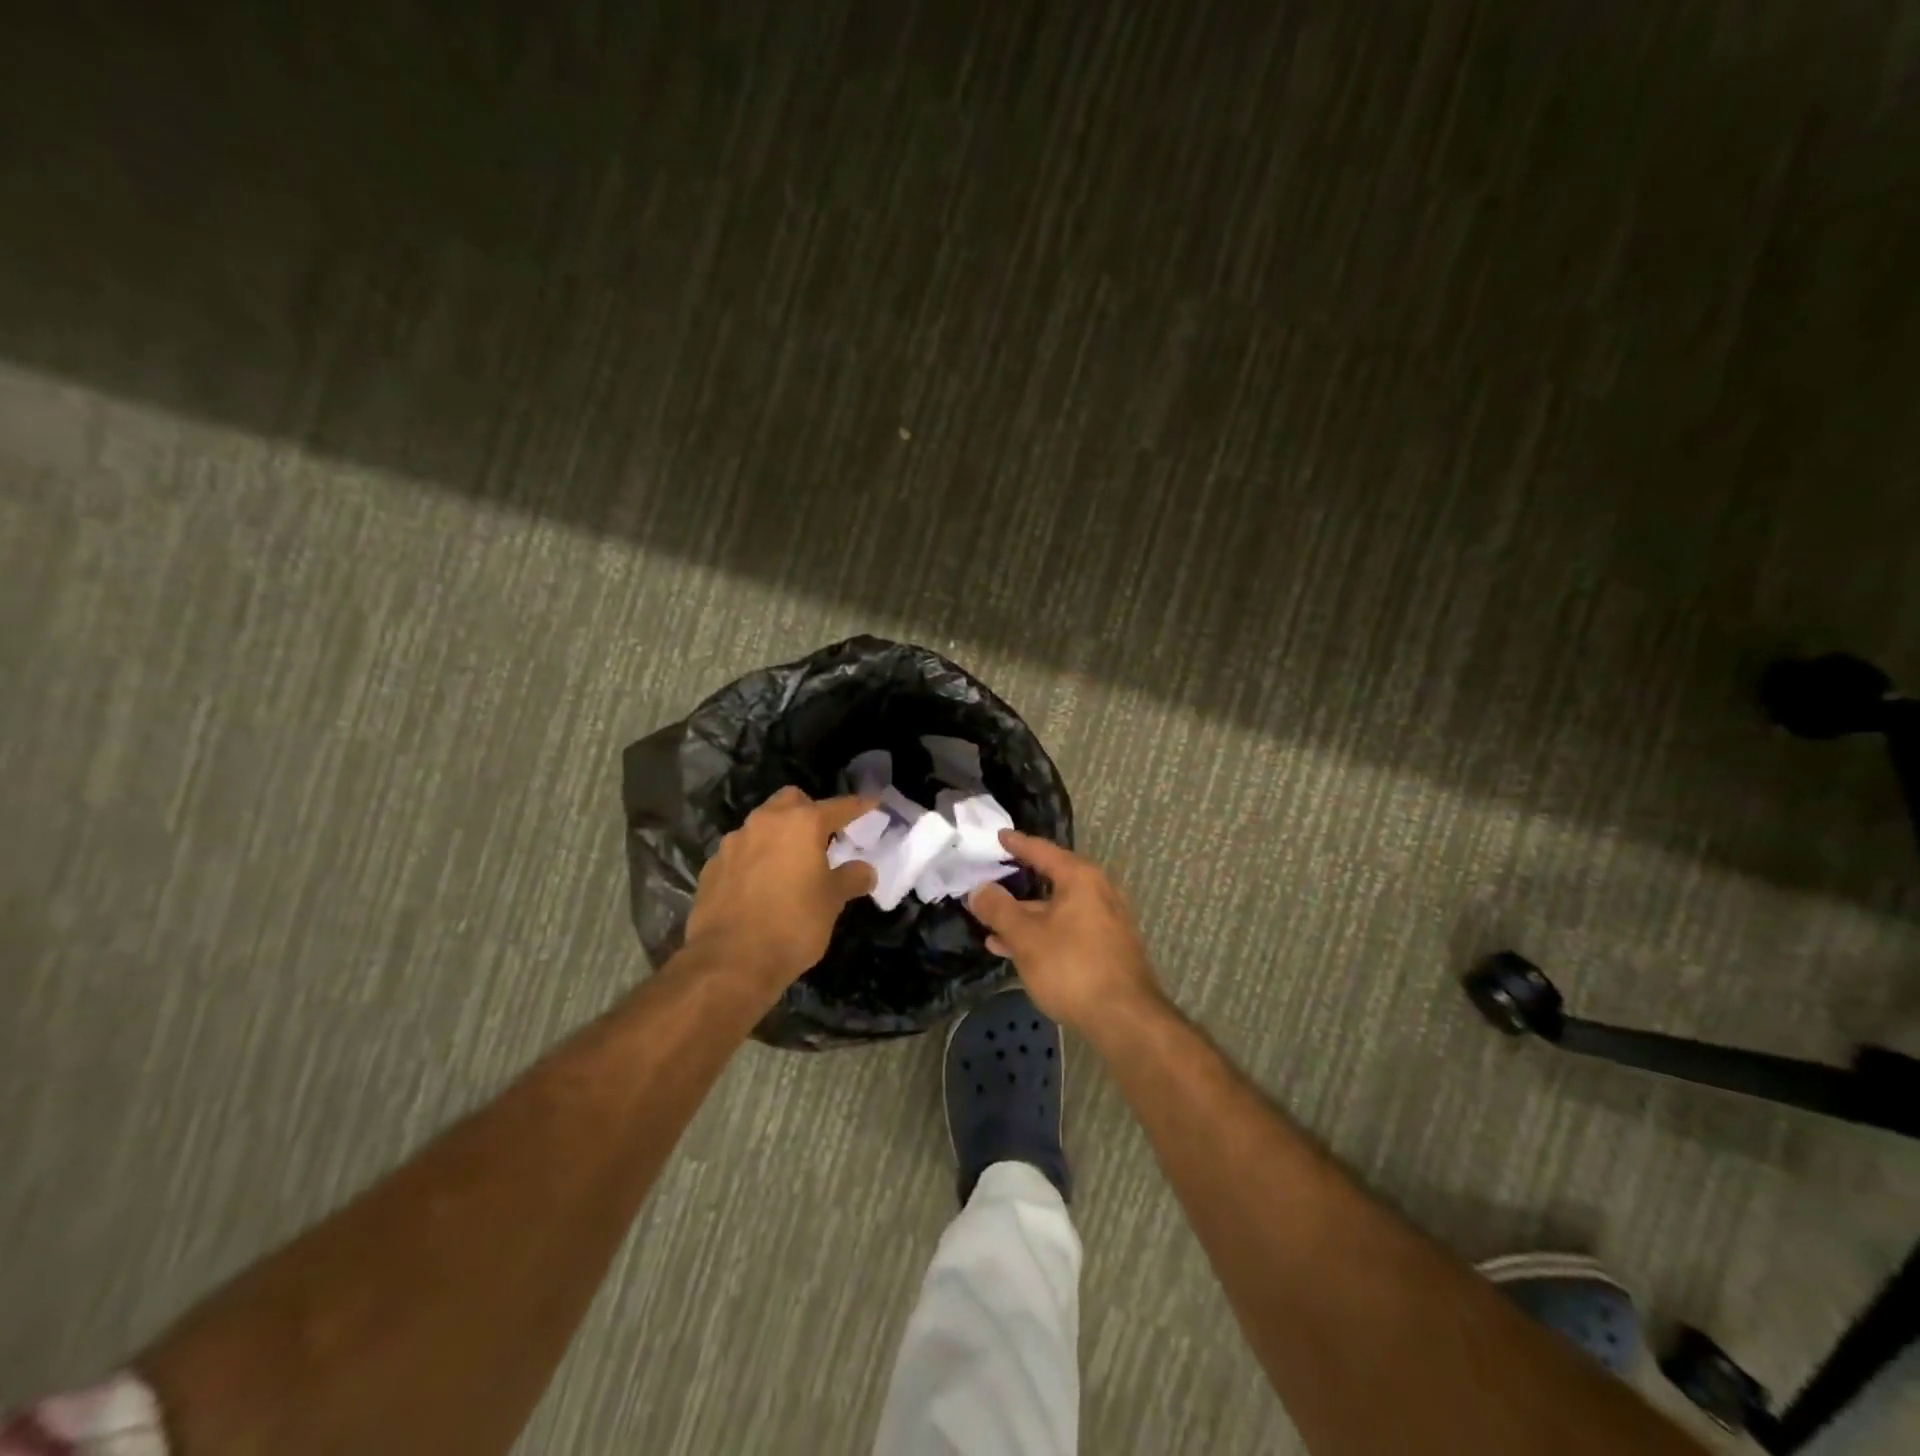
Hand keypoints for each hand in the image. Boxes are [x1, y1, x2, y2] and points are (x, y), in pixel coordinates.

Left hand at [684, 787, 877, 991]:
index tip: (872, 805)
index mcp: (801, 824)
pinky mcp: (712, 867)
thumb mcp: (832, 902)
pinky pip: (740, 852)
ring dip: (778, 836)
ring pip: (761, 825)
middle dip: (809, 811)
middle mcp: (765, 822)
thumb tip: (865, 870)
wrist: (730, 962)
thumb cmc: (793, 924)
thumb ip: (850, 879)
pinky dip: (754, 859)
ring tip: (790, 864)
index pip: (838, 806)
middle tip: (823, 836)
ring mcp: (733, 843)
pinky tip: (760, 886)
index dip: (858, 806)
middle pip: (791, 801)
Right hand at [966, 832, 1163, 1033]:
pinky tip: (1017, 952)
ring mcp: (1105, 921)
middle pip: (1051, 879)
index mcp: (1080, 878)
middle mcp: (1097, 892)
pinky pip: (1067, 930)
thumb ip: (999, 909)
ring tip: (991, 930)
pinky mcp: (1107, 948)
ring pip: (1057, 910)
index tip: (998, 836)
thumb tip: (979, 889)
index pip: (1042, 850)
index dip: (1016, 844)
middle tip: (988, 885)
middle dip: (1016, 888)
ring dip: (1025, 918)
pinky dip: (1042, 935)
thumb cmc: (1072, 968)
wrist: (1125, 1019)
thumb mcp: (1026, 937)